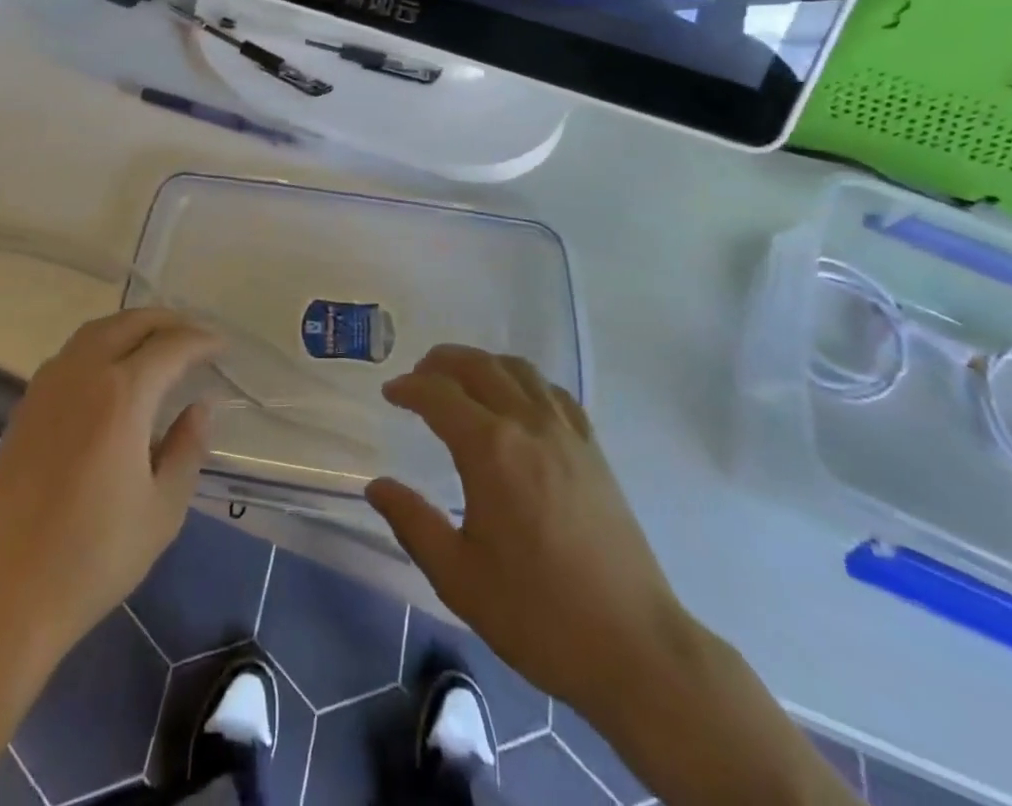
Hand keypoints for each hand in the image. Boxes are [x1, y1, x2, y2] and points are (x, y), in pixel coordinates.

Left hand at [0, 309, 221, 666]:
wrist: (6, 595)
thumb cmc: (95, 557)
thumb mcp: (163, 509)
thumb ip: (187, 448)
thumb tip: (199, 407)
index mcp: (122, 395)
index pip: (170, 346)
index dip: (201, 341)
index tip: (222, 346)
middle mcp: (82, 375)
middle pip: (129, 323)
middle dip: (167, 321)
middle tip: (195, 334)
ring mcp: (47, 387)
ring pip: (95, 331)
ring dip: (131, 326)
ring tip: (156, 342)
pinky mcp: (25, 407)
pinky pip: (70, 354)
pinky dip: (100, 344)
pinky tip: (111, 371)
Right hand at [365, 345, 690, 715]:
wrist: (634, 648)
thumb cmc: (536, 615)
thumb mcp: (458, 577)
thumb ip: (412, 523)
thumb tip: (377, 486)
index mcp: (490, 449)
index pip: (439, 395)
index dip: (409, 388)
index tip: (389, 393)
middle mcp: (528, 424)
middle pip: (478, 366)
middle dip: (441, 363)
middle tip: (417, 377)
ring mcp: (566, 433)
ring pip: (518, 370)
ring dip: (482, 364)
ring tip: (461, 380)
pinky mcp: (593, 450)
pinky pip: (553, 393)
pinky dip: (524, 381)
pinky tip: (517, 402)